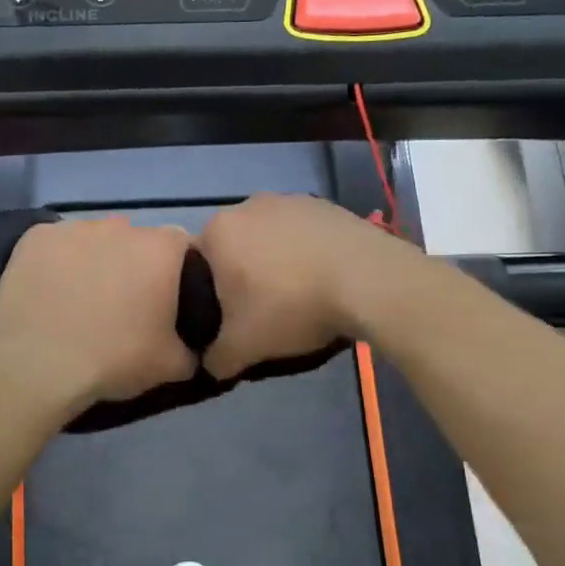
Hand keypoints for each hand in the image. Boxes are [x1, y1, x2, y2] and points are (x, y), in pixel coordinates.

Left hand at [0, 218, 197, 412]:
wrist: (39, 364)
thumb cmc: (114, 359)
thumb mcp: (172, 366)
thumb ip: (192, 348)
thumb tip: (192, 347)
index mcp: (160, 249)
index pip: (181, 246)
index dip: (176, 271)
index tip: (165, 299)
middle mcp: (120, 226)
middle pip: (134, 240)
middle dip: (132, 264)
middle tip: (122, 304)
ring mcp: (73, 227)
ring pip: (93, 239)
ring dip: (93, 260)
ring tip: (80, 299)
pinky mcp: (35, 237)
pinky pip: (54, 245)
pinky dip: (55, 262)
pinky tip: (48, 291)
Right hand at [197, 194, 409, 378]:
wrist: (367, 280)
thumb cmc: (292, 306)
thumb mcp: (244, 347)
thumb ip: (216, 358)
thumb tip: (210, 364)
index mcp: (217, 231)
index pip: (197, 264)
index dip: (210, 295)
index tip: (231, 318)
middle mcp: (247, 206)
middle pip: (234, 248)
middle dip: (243, 276)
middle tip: (263, 310)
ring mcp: (289, 200)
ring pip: (269, 239)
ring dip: (275, 263)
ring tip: (298, 295)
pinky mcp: (323, 205)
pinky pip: (301, 233)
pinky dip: (305, 252)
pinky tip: (322, 279)